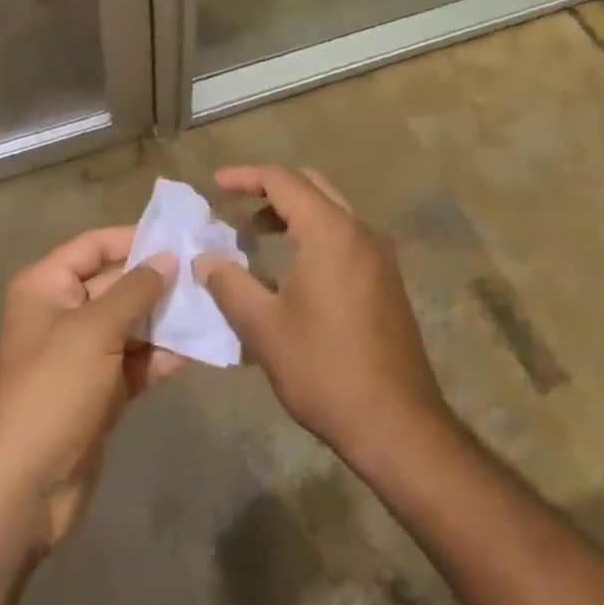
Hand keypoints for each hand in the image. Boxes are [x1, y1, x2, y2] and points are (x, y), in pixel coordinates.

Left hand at [0, 227, 180, 551]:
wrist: (24, 487)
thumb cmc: (53, 389)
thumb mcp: (95, 330)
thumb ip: (135, 290)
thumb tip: (169, 258)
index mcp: (47, 286)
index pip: (93, 246)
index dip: (133, 238)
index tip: (177, 236)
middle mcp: (62, 312)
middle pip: (115, 283)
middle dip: (157, 279)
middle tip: (206, 271)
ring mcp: (81, 354)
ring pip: (129, 323)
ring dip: (165, 317)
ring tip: (211, 304)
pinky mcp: (99, 391)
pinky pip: (134, 360)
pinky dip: (160, 355)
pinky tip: (198, 347)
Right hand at [195, 165, 446, 465]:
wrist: (399, 427)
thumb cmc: (326, 370)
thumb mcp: (263, 329)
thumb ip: (228, 285)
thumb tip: (204, 259)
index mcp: (330, 231)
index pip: (282, 180)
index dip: (245, 177)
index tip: (215, 185)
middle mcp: (359, 232)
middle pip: (311, 186)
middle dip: (270, 188)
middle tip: (235, 204)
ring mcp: (378, 257)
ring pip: (330, 210)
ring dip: (293, 212)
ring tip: (257, 234)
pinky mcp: (386, 282)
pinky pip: (344, 236)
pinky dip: (313, 233)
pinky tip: (291, 269)